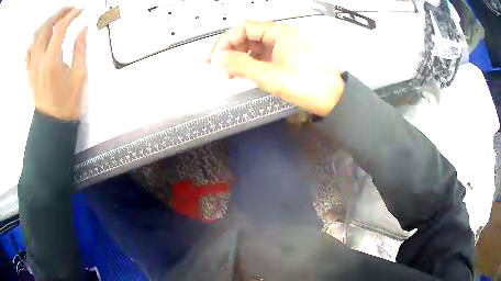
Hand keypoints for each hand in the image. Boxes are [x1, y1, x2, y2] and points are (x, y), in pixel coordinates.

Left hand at [26, 7, 87, 120]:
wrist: (53, 123)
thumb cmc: (67, 102)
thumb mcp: (79, 75)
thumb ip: (81, 49)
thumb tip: (83, 29)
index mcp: (52, 61)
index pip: (60, 28)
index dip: (71, 15)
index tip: (80, 10)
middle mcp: (39, 61)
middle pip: (45, 28)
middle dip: (58, 14)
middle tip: (68, 10)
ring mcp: (32, 67)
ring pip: (35, 38)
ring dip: (45, 24)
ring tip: (55, 20)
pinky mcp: (30, 73)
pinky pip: (28, 52)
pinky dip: (34, 41)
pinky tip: (40, 39)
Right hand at [207, 21, 344, 116]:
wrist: (335, 99)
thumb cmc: (306, 86)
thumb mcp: (270, 76)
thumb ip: (241, 65)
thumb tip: (217, 58)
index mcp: (279, 32)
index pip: (244, 27)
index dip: (226, 41)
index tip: (216, 59)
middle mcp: (282, 35)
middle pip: (248, 34)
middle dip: (231, 49)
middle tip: (218, 67)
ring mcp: (285, 46)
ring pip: (255, 45)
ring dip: (240, 56)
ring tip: (229, 73)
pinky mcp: (287, 56)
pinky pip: (264, 54)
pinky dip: (252, 62)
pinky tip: (245, 73)